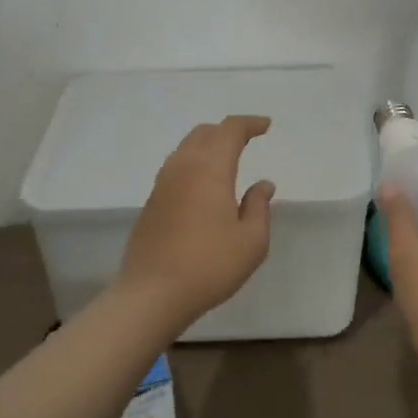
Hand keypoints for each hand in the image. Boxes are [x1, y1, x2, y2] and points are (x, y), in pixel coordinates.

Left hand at [117, 115, 275, 328]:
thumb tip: (262, 184)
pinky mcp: (151, 202)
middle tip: (247, 139)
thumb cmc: (210, 265)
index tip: (266, 126)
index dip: (249, 123)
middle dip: (227, 131)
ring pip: (186, 148)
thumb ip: (259, 207)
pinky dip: (194, 163)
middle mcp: (183, 167)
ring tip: (225, 159)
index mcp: (211, 168)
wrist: (151, 294)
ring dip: (207, 145)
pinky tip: (203, 185)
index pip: (230, 130)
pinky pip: (175, 167)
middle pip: (204, 133)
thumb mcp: (252, 241)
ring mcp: (162, 184)